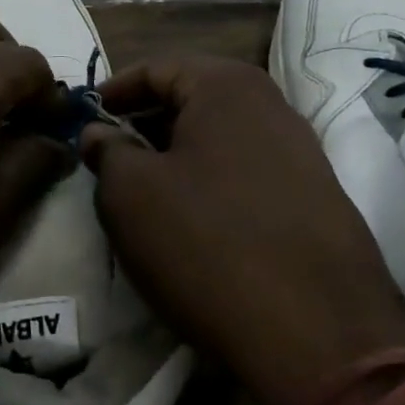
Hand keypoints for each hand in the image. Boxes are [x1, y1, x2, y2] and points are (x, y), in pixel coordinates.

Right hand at [80, 54, 404, 404]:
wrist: (318, 337)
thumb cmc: (206, 244)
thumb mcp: (130, 194)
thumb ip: (106, 151)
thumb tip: (99, 133)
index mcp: (226, 86)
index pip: (156, 67)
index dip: (114, 91)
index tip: (85, 118)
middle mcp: (272, 105)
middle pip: (193, 97)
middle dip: (147, 121)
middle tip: (110, 154)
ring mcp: (304, 152)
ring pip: (222, 136)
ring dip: (180, 153)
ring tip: (147, 188)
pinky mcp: (319, 198)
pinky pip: (250, 170)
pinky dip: (213, 180)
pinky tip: (196, 218)